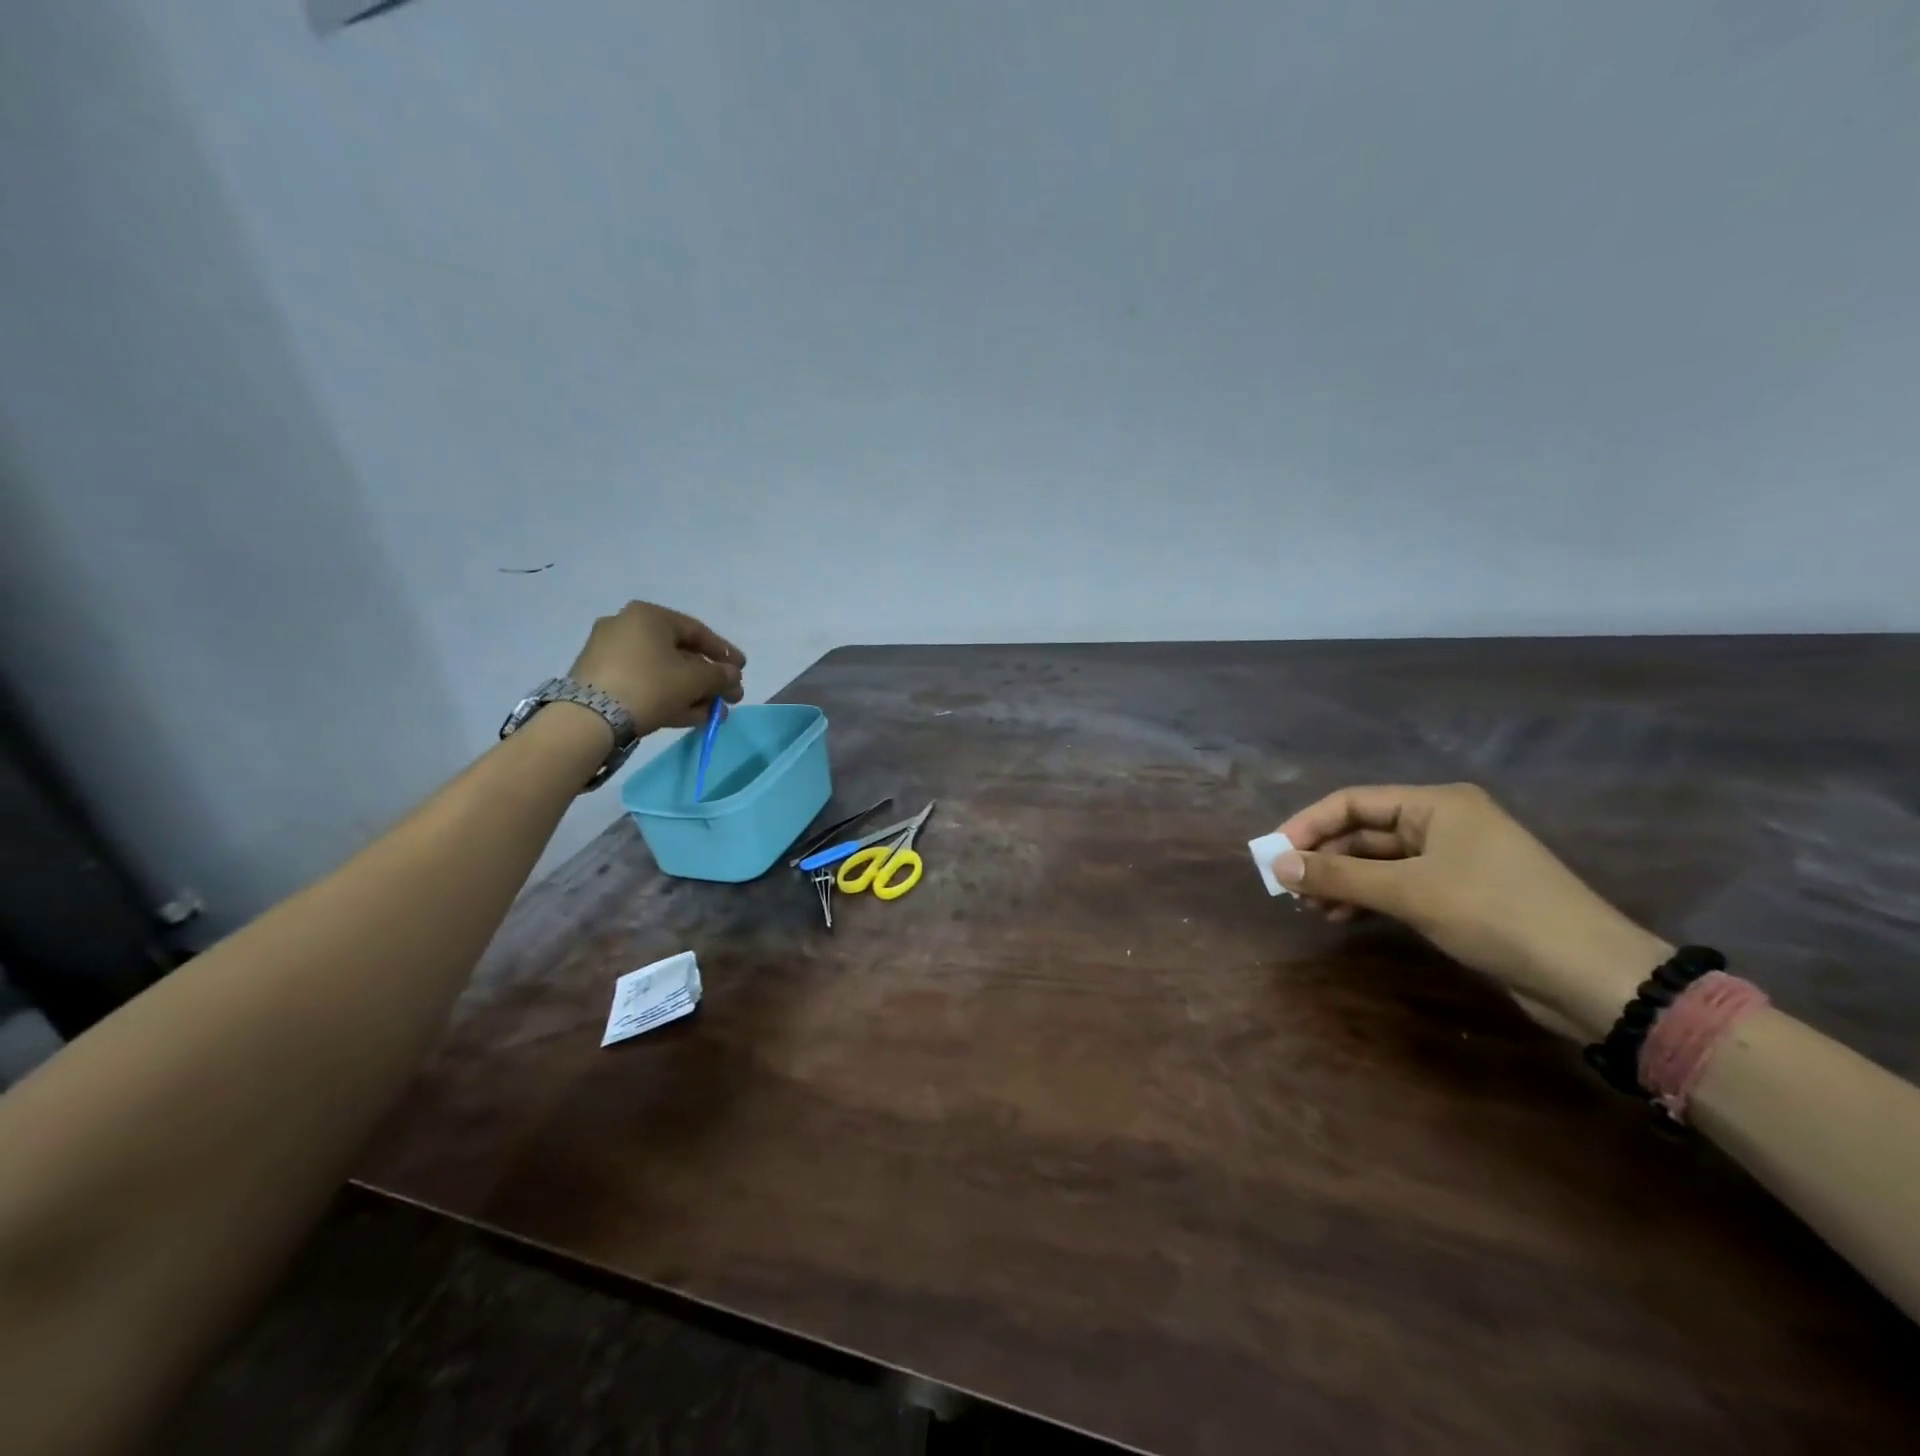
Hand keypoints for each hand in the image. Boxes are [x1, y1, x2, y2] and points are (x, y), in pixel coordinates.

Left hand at [568, 602, 744, 735]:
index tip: (742, 669)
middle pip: (681, 654)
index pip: (697, 631)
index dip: (724, 652)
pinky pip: (645, 683)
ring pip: (664, 672)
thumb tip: (732, 676)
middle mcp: (627, 626)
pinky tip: (691, 716)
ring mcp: (610, 653)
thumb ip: (720, 676)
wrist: (589, 718)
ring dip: (693, 692)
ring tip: (714, 713)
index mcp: (649, 616)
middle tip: (730, 696)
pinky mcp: (601, 679)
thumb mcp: (694, 680)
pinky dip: (669, 697)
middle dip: (709, 679)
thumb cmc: (650, 686)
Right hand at [1272, 784, 1671, 1041]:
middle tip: (1289, 889)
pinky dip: (1369, 897)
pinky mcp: (1462, 892)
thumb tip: (1277, 866)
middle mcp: (1444, 822)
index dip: (1307, 825)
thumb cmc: (1495, 914)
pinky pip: (1399, 884)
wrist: (1591, 976)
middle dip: (1324, 859)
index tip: (1274, 855)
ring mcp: (1454, 858)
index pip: (1352, 802)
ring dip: (1342, 881)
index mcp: (1436, 804)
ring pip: (1379, 861)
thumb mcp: (1408, 892)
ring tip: (1311, 909)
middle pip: (1364, 831)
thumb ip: (1338, 877)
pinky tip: (1345, 917)